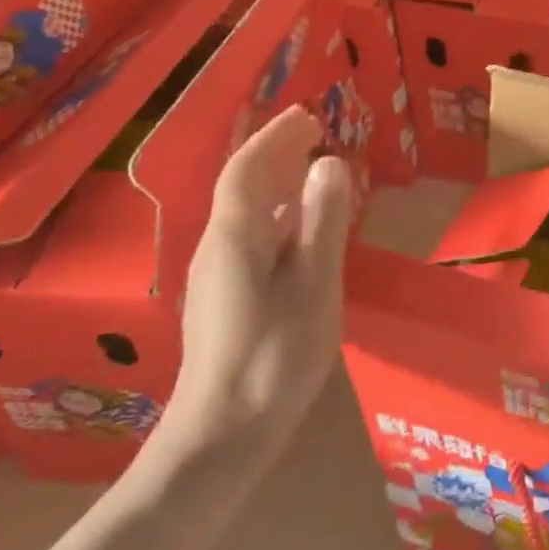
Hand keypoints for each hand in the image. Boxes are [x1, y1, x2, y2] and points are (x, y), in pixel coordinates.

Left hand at [162, 107, 353, 459]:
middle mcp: (218, 247)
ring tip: (312, 166)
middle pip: (242, 185)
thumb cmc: (275, 355)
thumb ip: (322, 222)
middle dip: (274, 152)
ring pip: (247, 211)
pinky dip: (278, 212)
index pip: (248, 169)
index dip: (275, 137)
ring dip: (276, 180)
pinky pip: (253, 235)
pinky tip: (300, 226)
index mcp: (235, 237)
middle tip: (314, 131)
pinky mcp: (227, 297)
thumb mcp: (313, 285)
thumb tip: (330, 163)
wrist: (223, 434)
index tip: (308, 114)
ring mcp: (219, 275)